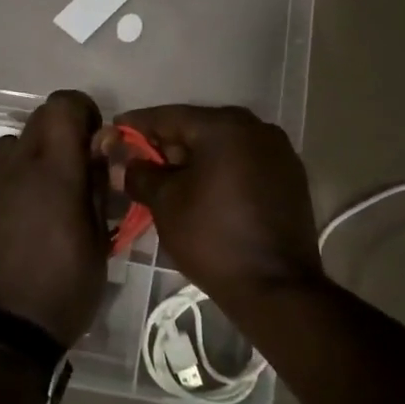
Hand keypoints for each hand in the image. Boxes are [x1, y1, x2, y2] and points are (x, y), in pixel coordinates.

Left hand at [0, 90, 108, 344]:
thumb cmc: (62, 291)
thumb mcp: (99, 242)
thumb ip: (98, 186)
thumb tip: (101, 148)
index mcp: (52, 171)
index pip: (63, 104)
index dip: (83, 114)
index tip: (94, 145)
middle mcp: (12, 166)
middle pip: (36, 120)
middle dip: (59, 136)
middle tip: (72, 176)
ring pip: (9, 147)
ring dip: (30, 161)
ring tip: (40, 202)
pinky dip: (6, 188)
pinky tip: (12, 226)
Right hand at [98, 105, 323, 311]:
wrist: (276, 287)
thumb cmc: (212, 237)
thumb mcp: (165, 203)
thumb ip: (139, 173)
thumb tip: (125, 161)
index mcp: (225, 126)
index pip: (169, 117)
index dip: (137, 126)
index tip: (113, 132)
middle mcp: (257, 128)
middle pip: (198, 128)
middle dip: (167, 145)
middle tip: (138, 162)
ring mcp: (279, 152)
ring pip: (223, 146)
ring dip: (194, 159)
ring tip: (167, 180)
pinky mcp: (290, 177)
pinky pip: (244, 163)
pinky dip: (220, 171)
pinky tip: (202, 190)